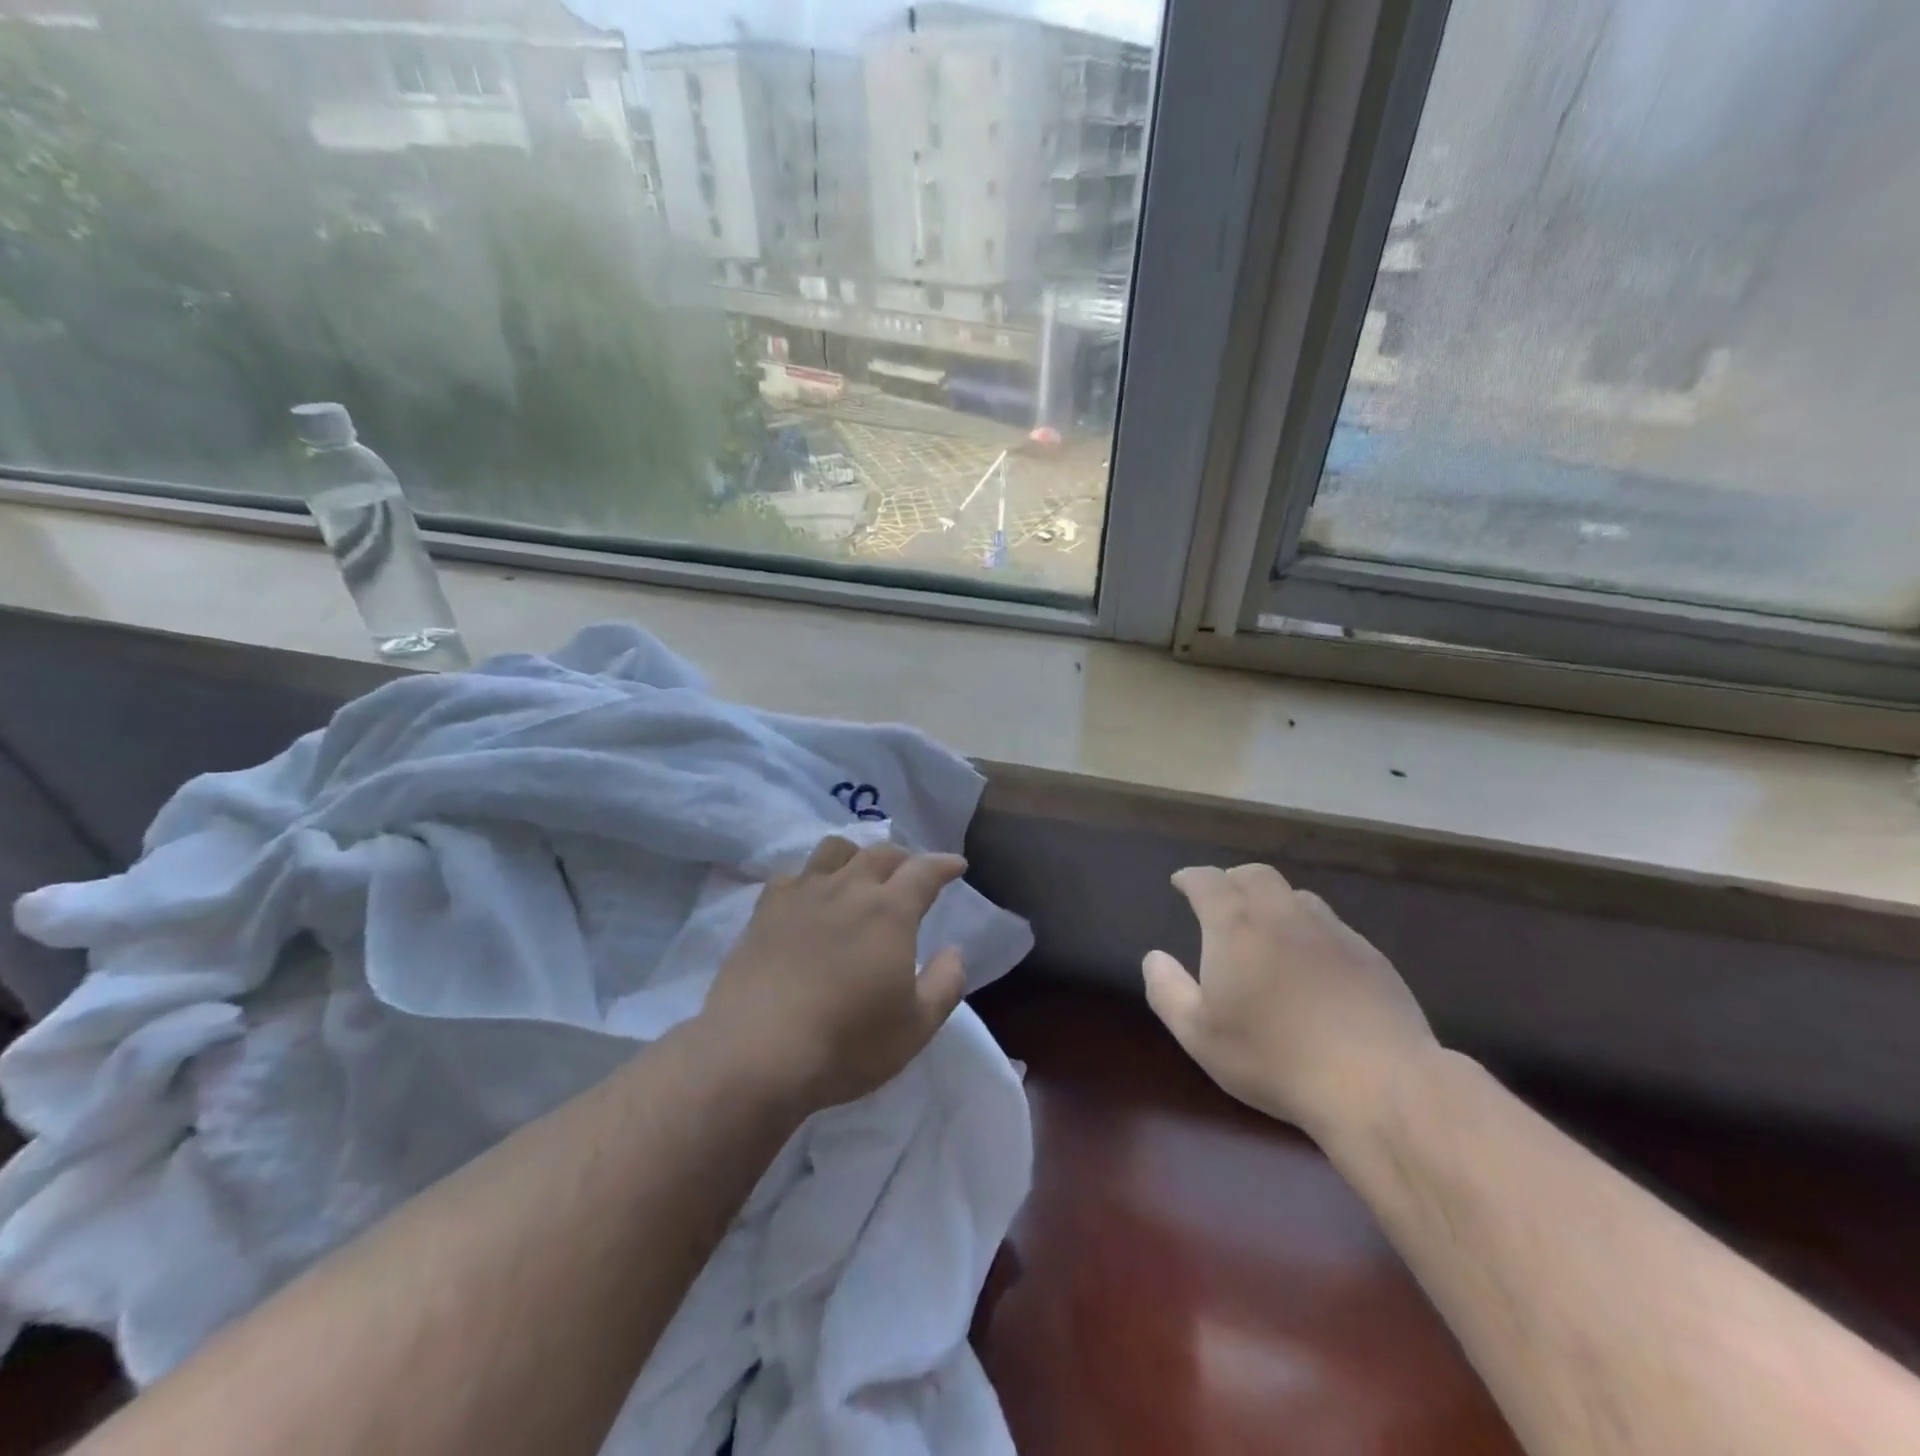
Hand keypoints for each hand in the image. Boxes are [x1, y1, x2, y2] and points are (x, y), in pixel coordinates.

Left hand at [701, 837, 969, 1113]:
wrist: (757, 1052)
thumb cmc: (847, 1043)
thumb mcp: (916, 1027)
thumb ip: (945, 983)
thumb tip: (953, 951)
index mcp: (890, 911)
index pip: (924, 871)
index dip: (943, 864)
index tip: (956, 864)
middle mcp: (848, 889)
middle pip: (880, 852)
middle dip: (903, 857)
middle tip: (910, 872)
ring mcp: (802, 895)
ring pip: (834, 850)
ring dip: (856, 854)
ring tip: (859, 874)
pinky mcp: (765, 910)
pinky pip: (792, 874)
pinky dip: (810, 877)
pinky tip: (809, 897)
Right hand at [1143, 864, 1437, 1136]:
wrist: (1377, 1083)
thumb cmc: (1274, 1058)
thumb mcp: (1200, 1035)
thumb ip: (1168, 991)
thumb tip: (1155, 957)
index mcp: (1236, 927)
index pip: (1208, 882)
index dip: (1191, 878)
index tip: (1180, 883)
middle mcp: (1282, 915)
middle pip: (1255, 875)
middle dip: (1232, 879)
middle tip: (1222, 897)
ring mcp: (1332, 932)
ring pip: (1296, 896)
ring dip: (1273, 901)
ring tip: (1266, 925)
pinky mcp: (1369, 956)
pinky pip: (1330, 926)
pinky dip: (1309, 929)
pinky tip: (1312, 961)